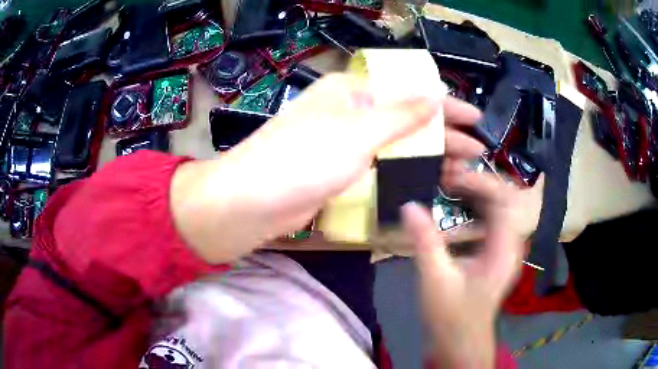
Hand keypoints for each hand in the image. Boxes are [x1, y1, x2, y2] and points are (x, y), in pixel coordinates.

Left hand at [171, 73, 484, 262]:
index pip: (409, 91)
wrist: (251, 201)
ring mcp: (344, 142)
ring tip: (461, 167)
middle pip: (407, 117)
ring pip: (397, 143)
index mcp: (351, 92)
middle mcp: (349, 112)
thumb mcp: (357, 132)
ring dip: (428, 153)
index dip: (444, 104)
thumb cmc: (301, 158)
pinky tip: (427, 177)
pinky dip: (405, 169)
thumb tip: (435, 94)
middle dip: (442, 133)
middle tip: (475, 148)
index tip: (473, 117)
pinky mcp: (339, 169)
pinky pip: (382, 163)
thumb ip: (400, 115)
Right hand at [402, 164, 522, 367]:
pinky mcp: (493, 253)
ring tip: (447, 184)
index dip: (481, 182)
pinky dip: (471, 209)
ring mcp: (503, 247)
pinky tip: (451, 209)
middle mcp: (510, 243)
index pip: (504, 199)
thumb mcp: (436, 281)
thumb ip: (425, 242)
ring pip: (496, 207)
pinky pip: (488, 220)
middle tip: (447, 175)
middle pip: (503, 198)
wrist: (460, 342)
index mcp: (505, 248)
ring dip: (474, 193)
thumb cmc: (452, 317)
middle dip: (477, 183)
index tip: (452, 176)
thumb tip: (408, 205)